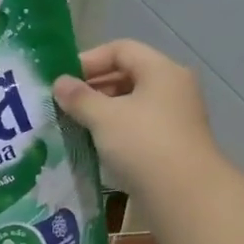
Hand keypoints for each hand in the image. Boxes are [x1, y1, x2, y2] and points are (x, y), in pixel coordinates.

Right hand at [52, 40, 217, 195]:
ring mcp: (176, 117)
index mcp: (161, 71)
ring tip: (75, 124)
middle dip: (94, 87)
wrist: (184, 194)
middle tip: (65, 104)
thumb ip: (79, 97)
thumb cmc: (143, 144)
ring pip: (132, 103)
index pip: (121, 50)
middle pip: (128, 75)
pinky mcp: (172, 143)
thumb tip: (59, 83)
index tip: (63, 80)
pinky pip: (138, 126)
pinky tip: (96, 144)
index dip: (89, 60)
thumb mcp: (104, 117)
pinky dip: (115, 130)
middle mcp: (173, 88)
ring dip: (102, 111)